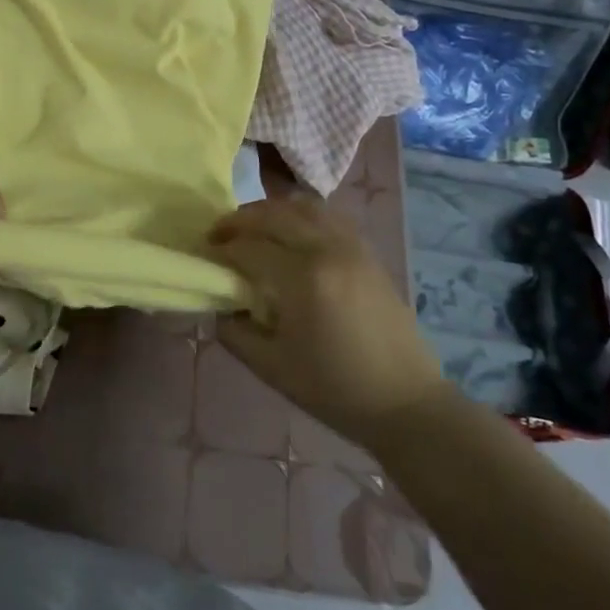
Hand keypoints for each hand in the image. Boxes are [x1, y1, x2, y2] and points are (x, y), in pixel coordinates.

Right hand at [208, 197, 446, 448]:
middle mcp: (327, 250)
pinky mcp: (367, 252)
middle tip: (218, 235)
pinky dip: (300, 214)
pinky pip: (328, 216)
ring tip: (252, 228)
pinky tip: (290, 232)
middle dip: (239, 221)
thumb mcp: (271, 367)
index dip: (221, 249)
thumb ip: (235, 331)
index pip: (249, 248)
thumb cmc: (335, 389)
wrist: (406, 402)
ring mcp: (352, 247)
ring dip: (270, 211)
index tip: (203, 255)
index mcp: (303, 279)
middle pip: (273, 215)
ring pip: (302, 207)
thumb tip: (220, 304)